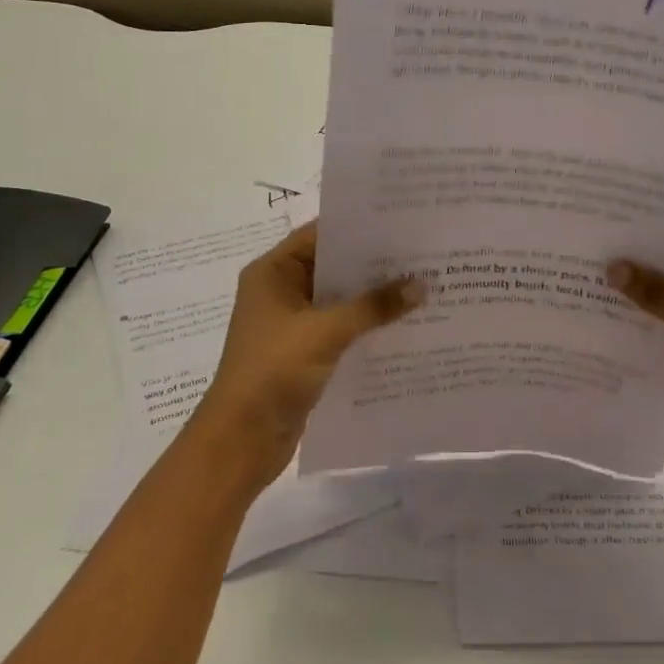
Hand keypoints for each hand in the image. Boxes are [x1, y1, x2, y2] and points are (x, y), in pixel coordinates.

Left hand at [193, 221, 421, 487]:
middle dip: (374, 264)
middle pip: (333, 267)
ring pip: (340, 300)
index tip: (401, 222)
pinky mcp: (305, 353)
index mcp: (273, 273)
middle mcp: (281, 291)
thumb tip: (420, 286)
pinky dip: (367, 326)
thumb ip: (372, 306)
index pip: (319, 235)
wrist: (241, 442)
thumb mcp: (326, 332)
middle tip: (422, 254)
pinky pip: (342, 329)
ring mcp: (293, 324)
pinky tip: (404, 324)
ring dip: (373, 298)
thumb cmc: (273, 371)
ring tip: (423, 285)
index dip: (358, 227)